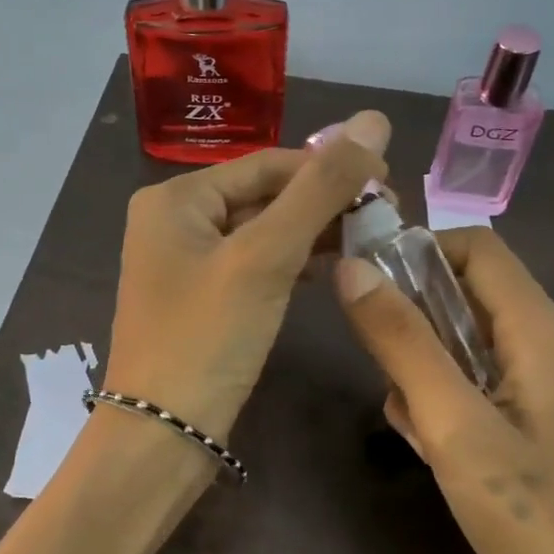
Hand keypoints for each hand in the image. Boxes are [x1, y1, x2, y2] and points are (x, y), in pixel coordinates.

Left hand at [102, 111, 390, 440]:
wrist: (162, 436)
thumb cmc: (208, 338)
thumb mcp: (265, 257)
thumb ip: (319, 188)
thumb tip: (372, 118)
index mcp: (175, 198)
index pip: (267, 164)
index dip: (329, 167)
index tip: (390, 183)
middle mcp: (174, 221)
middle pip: (263, 195)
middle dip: (322, 202)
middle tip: (386, 215)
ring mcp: (185, 262)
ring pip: (261, 231)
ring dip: (312, 232)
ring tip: (371, 237)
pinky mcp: (201, 298)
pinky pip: (253, 264)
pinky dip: (291, 263)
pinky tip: (330, 266)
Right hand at [334, 227, 553, 553]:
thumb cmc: (533, 520)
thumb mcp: (454, 426)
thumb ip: (402, 342)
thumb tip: (352, 267)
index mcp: (545, 333)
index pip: (478, 247)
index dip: (419, 251)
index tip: (367, 287)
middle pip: (474, 297)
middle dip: (418, 325)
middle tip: (387, 377)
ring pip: (475, 347)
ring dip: (431, 372)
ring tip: (415, 429)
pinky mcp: (553, 429)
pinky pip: (489, 387)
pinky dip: (454, 403)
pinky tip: (438, 453)